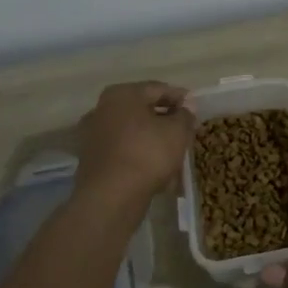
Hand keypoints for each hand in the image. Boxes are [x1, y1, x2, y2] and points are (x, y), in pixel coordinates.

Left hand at [74, 81, 196, 207]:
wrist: (110, 198)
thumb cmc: (147, 154)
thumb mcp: (177, 131)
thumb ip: (185, 115)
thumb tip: (186, 106)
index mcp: (122, 94)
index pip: (158, 89)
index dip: (180, 98)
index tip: (196, 110)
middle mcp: (102, 109)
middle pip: (143, 110)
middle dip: (165, 121)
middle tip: (185, 131)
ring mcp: (93, 135)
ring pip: (133, 132)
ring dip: (153, 140)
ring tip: (174, 154)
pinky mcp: (91, 160)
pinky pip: (123, 151)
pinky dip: (139, 156)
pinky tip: (156, 170)